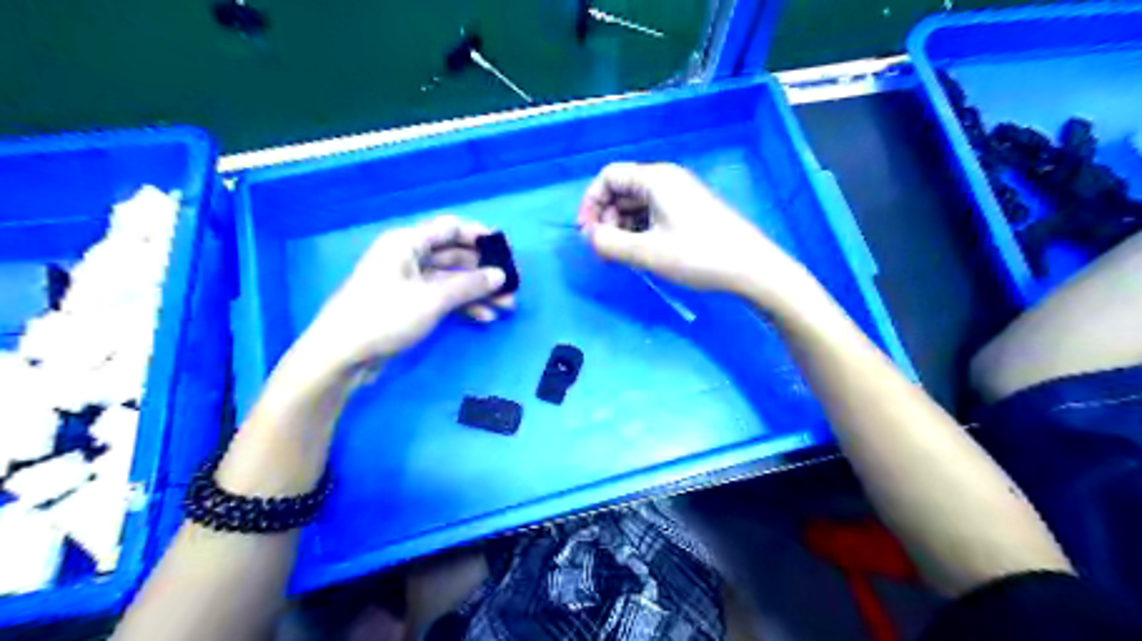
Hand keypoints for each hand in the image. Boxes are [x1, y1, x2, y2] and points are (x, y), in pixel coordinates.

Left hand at [292, 216, 513, 377]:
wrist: (342, 355)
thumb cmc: (385, 316)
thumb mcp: (432, 299)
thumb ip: (469, 285)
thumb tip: (501, 275)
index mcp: (408, 243)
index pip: (450, 228)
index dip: (479, 236)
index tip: (506, 250)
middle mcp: (409, 257)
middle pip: (455, 256)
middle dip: (484, 271)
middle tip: (512, 285)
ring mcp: (409, 283)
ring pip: (452, 280)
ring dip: (478, 292)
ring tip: (506, 307)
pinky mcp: (410, 305)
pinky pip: (443, 298)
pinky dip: (463, 306)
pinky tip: (484, 318)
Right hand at [580, 163, 811, 305]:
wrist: (752, 268)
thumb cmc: (698, 256)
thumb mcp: (647, 252)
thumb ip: (609, 243)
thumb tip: (589, 236)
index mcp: (655, 179)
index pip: (608, 176)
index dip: (591, 202)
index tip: (587, 234)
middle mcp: (666, 180)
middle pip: (622, 189)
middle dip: (606, 217)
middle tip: (604, 250)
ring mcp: (680, 195)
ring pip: (637, 204)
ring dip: (622, 227)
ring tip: (621, 256)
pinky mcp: (689, 212)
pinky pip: (653, 214)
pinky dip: (640, 231)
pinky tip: (642, 253)